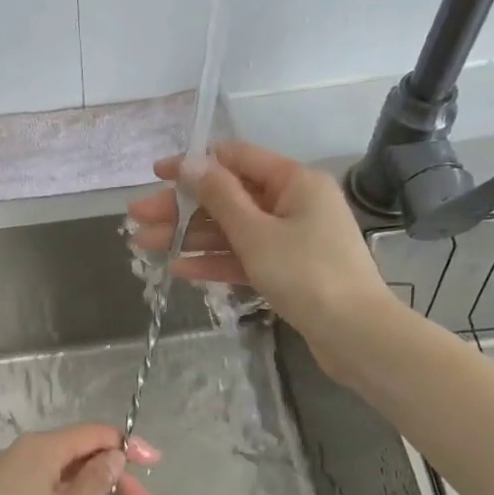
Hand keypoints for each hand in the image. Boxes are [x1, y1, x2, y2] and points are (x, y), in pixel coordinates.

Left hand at [0, 425, 160, 494]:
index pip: (95, 433)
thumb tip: (113, 455)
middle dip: (118, 482)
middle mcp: (25, 451)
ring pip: (65, 478)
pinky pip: (46, 491)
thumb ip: (98, 480)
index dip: (129, 446)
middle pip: (82, 457)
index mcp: (42, 446)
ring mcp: (9, 474)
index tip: (155, 465)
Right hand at [127, 141, 389, 365]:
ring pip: (232, 230)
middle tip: (137, 217)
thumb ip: (220, 196)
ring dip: (190, 236)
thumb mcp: (256, 232)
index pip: (236, 159)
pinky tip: (179, 269)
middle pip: (228, 198)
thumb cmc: (307, 274)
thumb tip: (191, 162)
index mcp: (294, 182)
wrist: (355, 335)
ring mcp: (291, 239)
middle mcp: (294, 203)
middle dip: (182, 208)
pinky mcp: (288, 270)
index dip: (194, 164)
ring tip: (145, 244)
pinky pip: (245, 257)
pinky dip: (215, 262)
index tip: (156, 174)